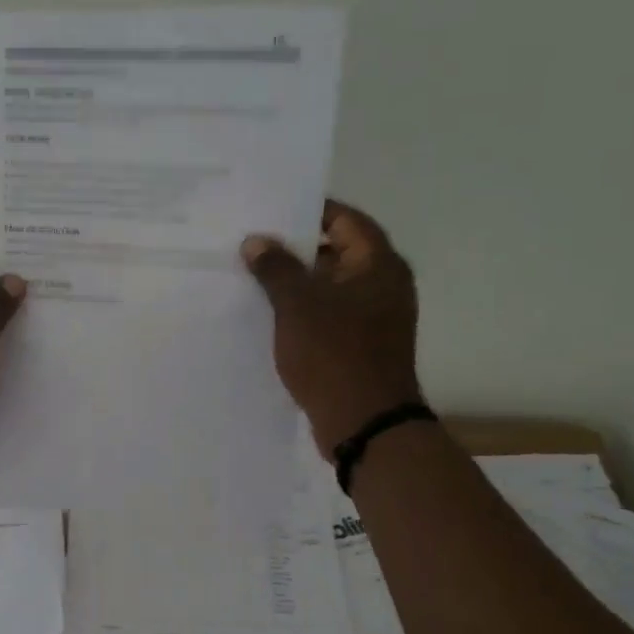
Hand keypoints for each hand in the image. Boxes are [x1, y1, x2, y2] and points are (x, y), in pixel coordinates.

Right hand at [241, 199, 421, 455]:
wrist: (364, 423)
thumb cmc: (334, 354)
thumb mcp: (298, 305)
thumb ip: (276, 268)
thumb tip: (256, 241)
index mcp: (377, 264)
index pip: (343, 219)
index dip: (307, 211)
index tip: (269, 209)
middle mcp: (382, 284)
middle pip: (336, 251)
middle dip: (294, 248)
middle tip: (251, 242)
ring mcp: (374, 316)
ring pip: (329, 285)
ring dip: (295, 281)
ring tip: (251, 275)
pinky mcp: (360, 343)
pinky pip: (328, 313)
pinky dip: (303, 309)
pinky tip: (268, 313)